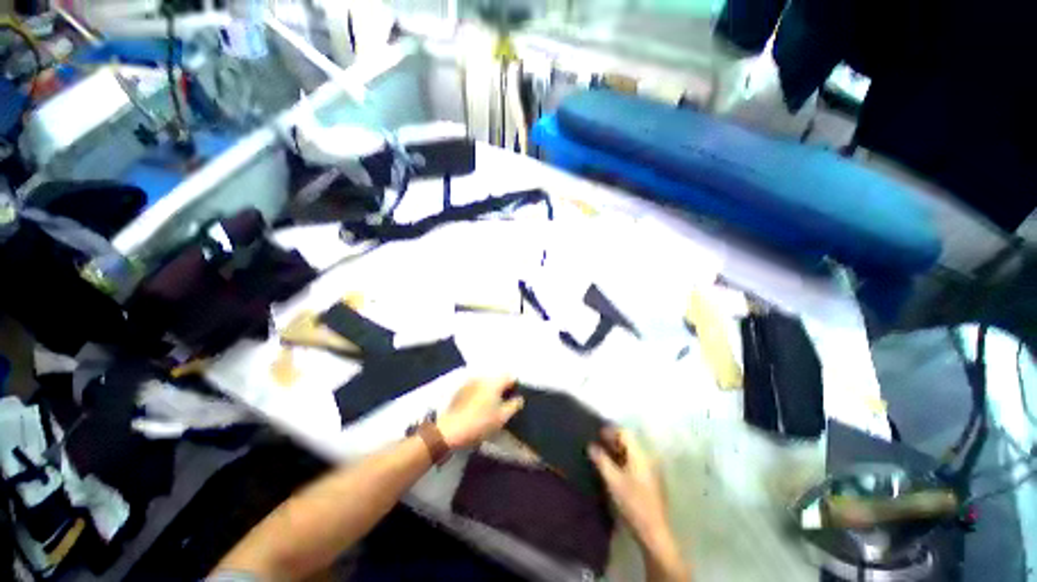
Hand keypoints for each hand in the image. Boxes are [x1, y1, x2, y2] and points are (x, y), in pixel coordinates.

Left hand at [436, 377, 523, 448]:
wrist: (450, 430)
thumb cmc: (480, 423)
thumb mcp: (502, 417)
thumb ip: (514, 405)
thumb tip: (519, 398)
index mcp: (495, 382)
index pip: (510, 377)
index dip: (515, 386)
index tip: (515, 398)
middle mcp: (483, 377)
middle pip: (498, 378)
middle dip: (503, 388)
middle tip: (504, 403)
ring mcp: (470, 381)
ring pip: (487, 382)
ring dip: (491, 390)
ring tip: (491, 405)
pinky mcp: (461, 389)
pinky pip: (476, 386)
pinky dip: (480, 392)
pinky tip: (478, 406)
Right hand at [590, 428, 690, 580]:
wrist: (654, 531)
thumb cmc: (632, 502)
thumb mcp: (613, 480)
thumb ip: (601, 460)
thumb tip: (591, 446)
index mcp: (639, 455)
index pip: (625, 433)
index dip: (611, 430)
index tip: (597, 434)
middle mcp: (647, 458)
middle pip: (630, 442)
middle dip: (613, 440)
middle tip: (598, 444)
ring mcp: (651, 470)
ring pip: (632, 453)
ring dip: (618, 451)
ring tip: (603, 456)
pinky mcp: (651, 481)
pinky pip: (635, 463)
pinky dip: (624, 461)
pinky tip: (614, 470)